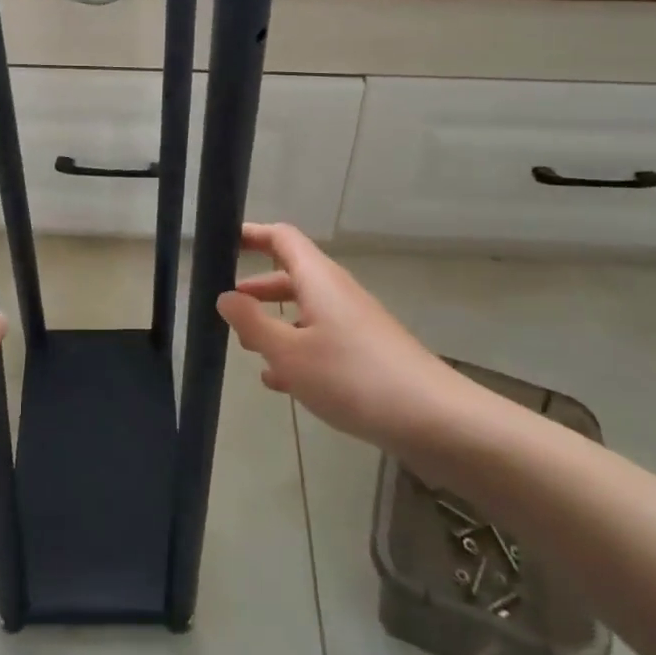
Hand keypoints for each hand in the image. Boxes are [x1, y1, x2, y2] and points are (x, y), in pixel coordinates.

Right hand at [216, 224, 484, 461]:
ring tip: (246, 346)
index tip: (222, 243)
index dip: (252, 235)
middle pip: (291, 275)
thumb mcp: (289, 353)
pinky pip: (321, 339)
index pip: (282, 238)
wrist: (432, 419)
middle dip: (257, 288)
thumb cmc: (351, 376)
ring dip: (274, 323)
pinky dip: (296, 350)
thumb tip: (226, 297)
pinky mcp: (366, 353)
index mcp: (318, 279)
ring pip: (305, 311)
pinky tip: (280, 381)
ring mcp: (354, 323)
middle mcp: (336, 293)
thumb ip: (252, 323)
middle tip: (225, 304)